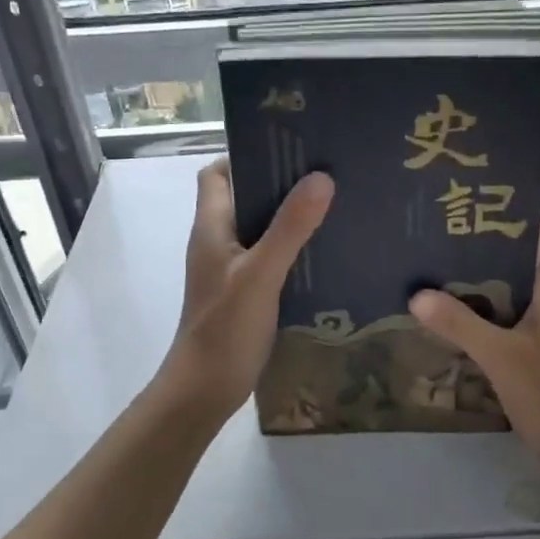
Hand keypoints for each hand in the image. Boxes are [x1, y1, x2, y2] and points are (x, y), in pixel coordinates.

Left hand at [158, 158, 333, 421]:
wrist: (205, 388)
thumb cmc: (225, 328)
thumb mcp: (260, 274)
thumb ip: (289, 228)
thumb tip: (321, 177)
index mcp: (212, 227)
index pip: (217, 174)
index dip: (245, 156)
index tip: (288, 149)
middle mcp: (218, 242)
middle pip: (244, 198)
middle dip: (279, 183)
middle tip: (325, 172)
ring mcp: (231, 269)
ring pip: (260, 229)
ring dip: (289, 217)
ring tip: (334, 205)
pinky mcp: (246, 293)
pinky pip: (270, 258)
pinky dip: (293, 249)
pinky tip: (325, 251)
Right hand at [409, 215, 539, 468]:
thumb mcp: (501, 355)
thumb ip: (460, 324)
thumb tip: (417, 294)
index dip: (528, 210)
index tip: (488, 196)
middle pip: (525, 259)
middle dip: (489, 243)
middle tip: (444, 230)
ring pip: (511, 292)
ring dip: (481, 280)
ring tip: (436, 267)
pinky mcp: (534, 356)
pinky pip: (504, 322)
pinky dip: (480, 315)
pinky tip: (448, 319)